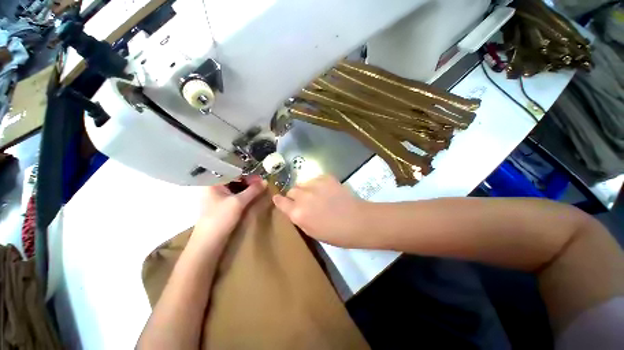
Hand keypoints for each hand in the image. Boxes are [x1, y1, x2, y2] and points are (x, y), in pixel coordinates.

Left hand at [192, 176, 265, 247]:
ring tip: (259, 190)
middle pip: (233, 179)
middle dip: (248, 181)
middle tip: (261, 184)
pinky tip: (252, 196)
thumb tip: (265, 181)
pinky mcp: (221, 206)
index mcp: (213, 183)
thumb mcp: (239, 202)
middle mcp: (214, 188)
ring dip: (247, 188)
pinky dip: (243, 195)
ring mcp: (217, 197)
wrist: (209, 242)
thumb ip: (253, 190)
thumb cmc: (220, 218)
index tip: (260, 178)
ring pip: (234, 188)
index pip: (232, 172)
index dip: (247, 174)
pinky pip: (234, 195)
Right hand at [272, 175, 370, 247]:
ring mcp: (315, 185)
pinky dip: (317, 184)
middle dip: (295, 195)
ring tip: (317, 194)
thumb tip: (293, 208)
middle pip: (292, 190)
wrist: (357, 221)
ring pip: (303, 183)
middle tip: (305, 200)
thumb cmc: (335, 233)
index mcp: (298, 213)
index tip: (279, 198)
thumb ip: (298, 217)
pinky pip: (315, 178)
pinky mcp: (326, 177)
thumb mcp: (311, 231)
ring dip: (306, 188)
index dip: (279, 200)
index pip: (281, 202)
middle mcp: (303, 197)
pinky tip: (326, 191)